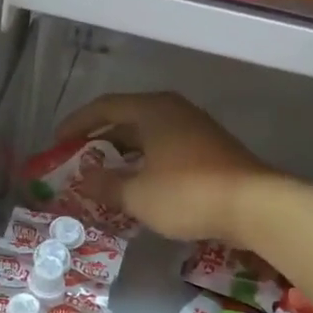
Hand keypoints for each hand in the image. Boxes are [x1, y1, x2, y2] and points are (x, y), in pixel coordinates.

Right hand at [56, 91, 275, 243]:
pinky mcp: (210, 150)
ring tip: (104, 175)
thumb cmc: (187, 193)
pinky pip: (166, 149)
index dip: (77, 123)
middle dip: (100, 139)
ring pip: (149, 136)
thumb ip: (106, 185)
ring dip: (124, 153)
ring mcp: (196, 129)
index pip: (104, 107)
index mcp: (152, 110)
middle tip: (78, 159)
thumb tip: (84, 180)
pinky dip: (146, 162)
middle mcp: (174, 111)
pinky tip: (140, 185)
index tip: (58, 141)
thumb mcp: (137, 195)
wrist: (254, 206)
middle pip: (127, 118)